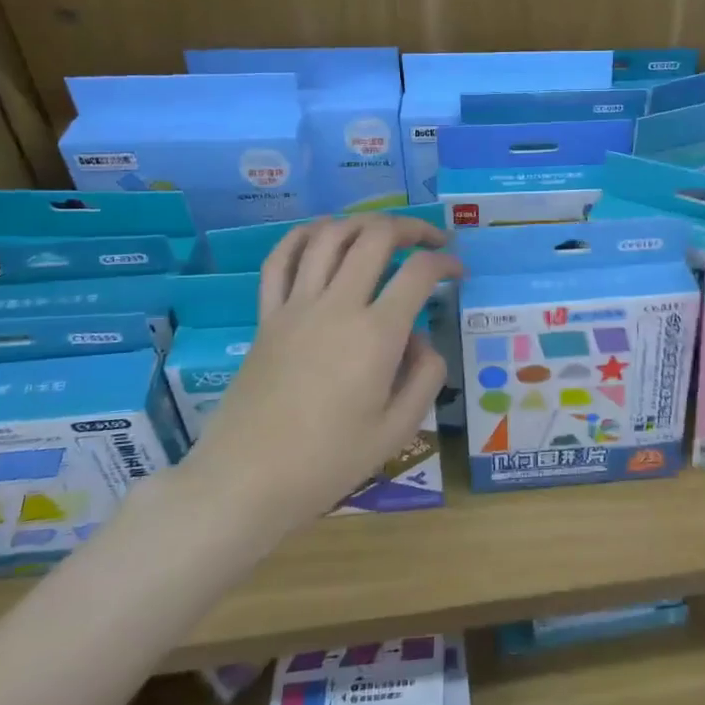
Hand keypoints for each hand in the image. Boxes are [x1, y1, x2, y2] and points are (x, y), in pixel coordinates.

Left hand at [182, 215, 461, 524]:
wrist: (247, 480)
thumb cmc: (328, 461)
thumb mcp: (398, 429)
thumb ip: (425, 376)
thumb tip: (420, 339)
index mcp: (376, 334)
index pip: (420, 272)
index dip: (446, 261)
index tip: (458, 271)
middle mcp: (337, 306)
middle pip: (376, 236)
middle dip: (411, 228)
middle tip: (429, 241)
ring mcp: (296, 307)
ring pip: (329, 236)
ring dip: (362, 224)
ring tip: (382, 233)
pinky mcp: (266, 317)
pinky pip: (280, 260)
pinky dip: (302, 236)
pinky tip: (321, 235)